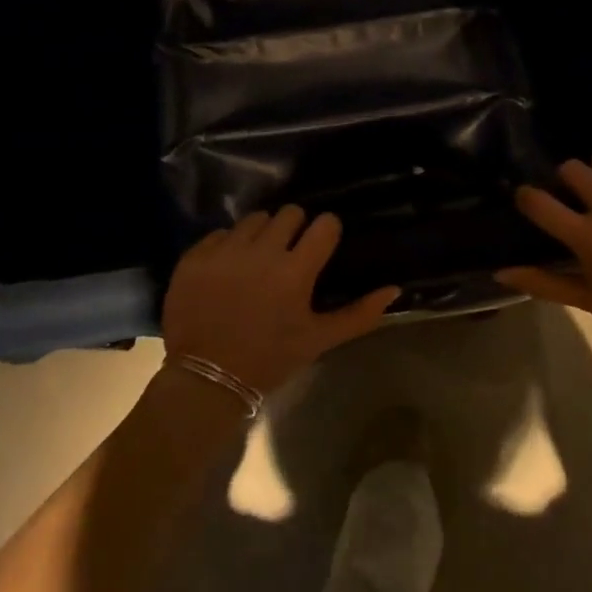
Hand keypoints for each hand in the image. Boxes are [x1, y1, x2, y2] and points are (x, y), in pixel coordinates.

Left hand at [161, 208, 399, 394]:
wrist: (206, 378)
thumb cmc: (270, 359)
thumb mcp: (318, 340)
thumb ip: (360, 314)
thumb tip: (395, 289)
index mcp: (295, 271)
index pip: (324, 224)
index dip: (326, 232)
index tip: (322, 245)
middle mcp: (261, 251)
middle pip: (289, 213)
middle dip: (295, 228)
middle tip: (290, 253)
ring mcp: (225, 251)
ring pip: (254, 219)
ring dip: (262, 233)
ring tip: (258, 259)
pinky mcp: (196, 255)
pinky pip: (220, 233)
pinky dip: (229, 245)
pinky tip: (229, 269)